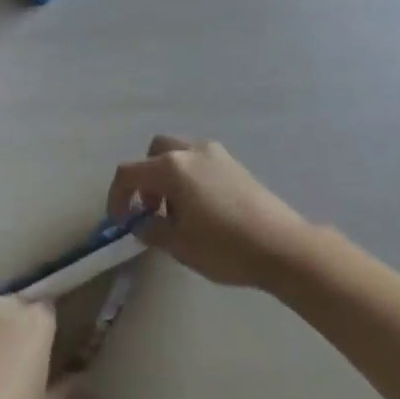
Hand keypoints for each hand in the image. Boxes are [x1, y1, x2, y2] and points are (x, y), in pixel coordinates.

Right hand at [108, 136, 313, 289]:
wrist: (282, 246)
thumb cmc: (225, 247)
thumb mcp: (180, 245)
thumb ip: (152, 229)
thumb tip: (141, 222)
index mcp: (172, 168)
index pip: (129, 173)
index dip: (117, 196)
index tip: (120, 222)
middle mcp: (191, 151)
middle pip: (154, 153)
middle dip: (145, 178)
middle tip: (150, 210)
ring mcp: (215, 154)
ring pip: (178, 154)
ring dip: (167, 176)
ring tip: (177, 213)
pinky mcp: (234, 164)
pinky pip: (199, 161)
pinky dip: (188, 177)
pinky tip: (201, 209)